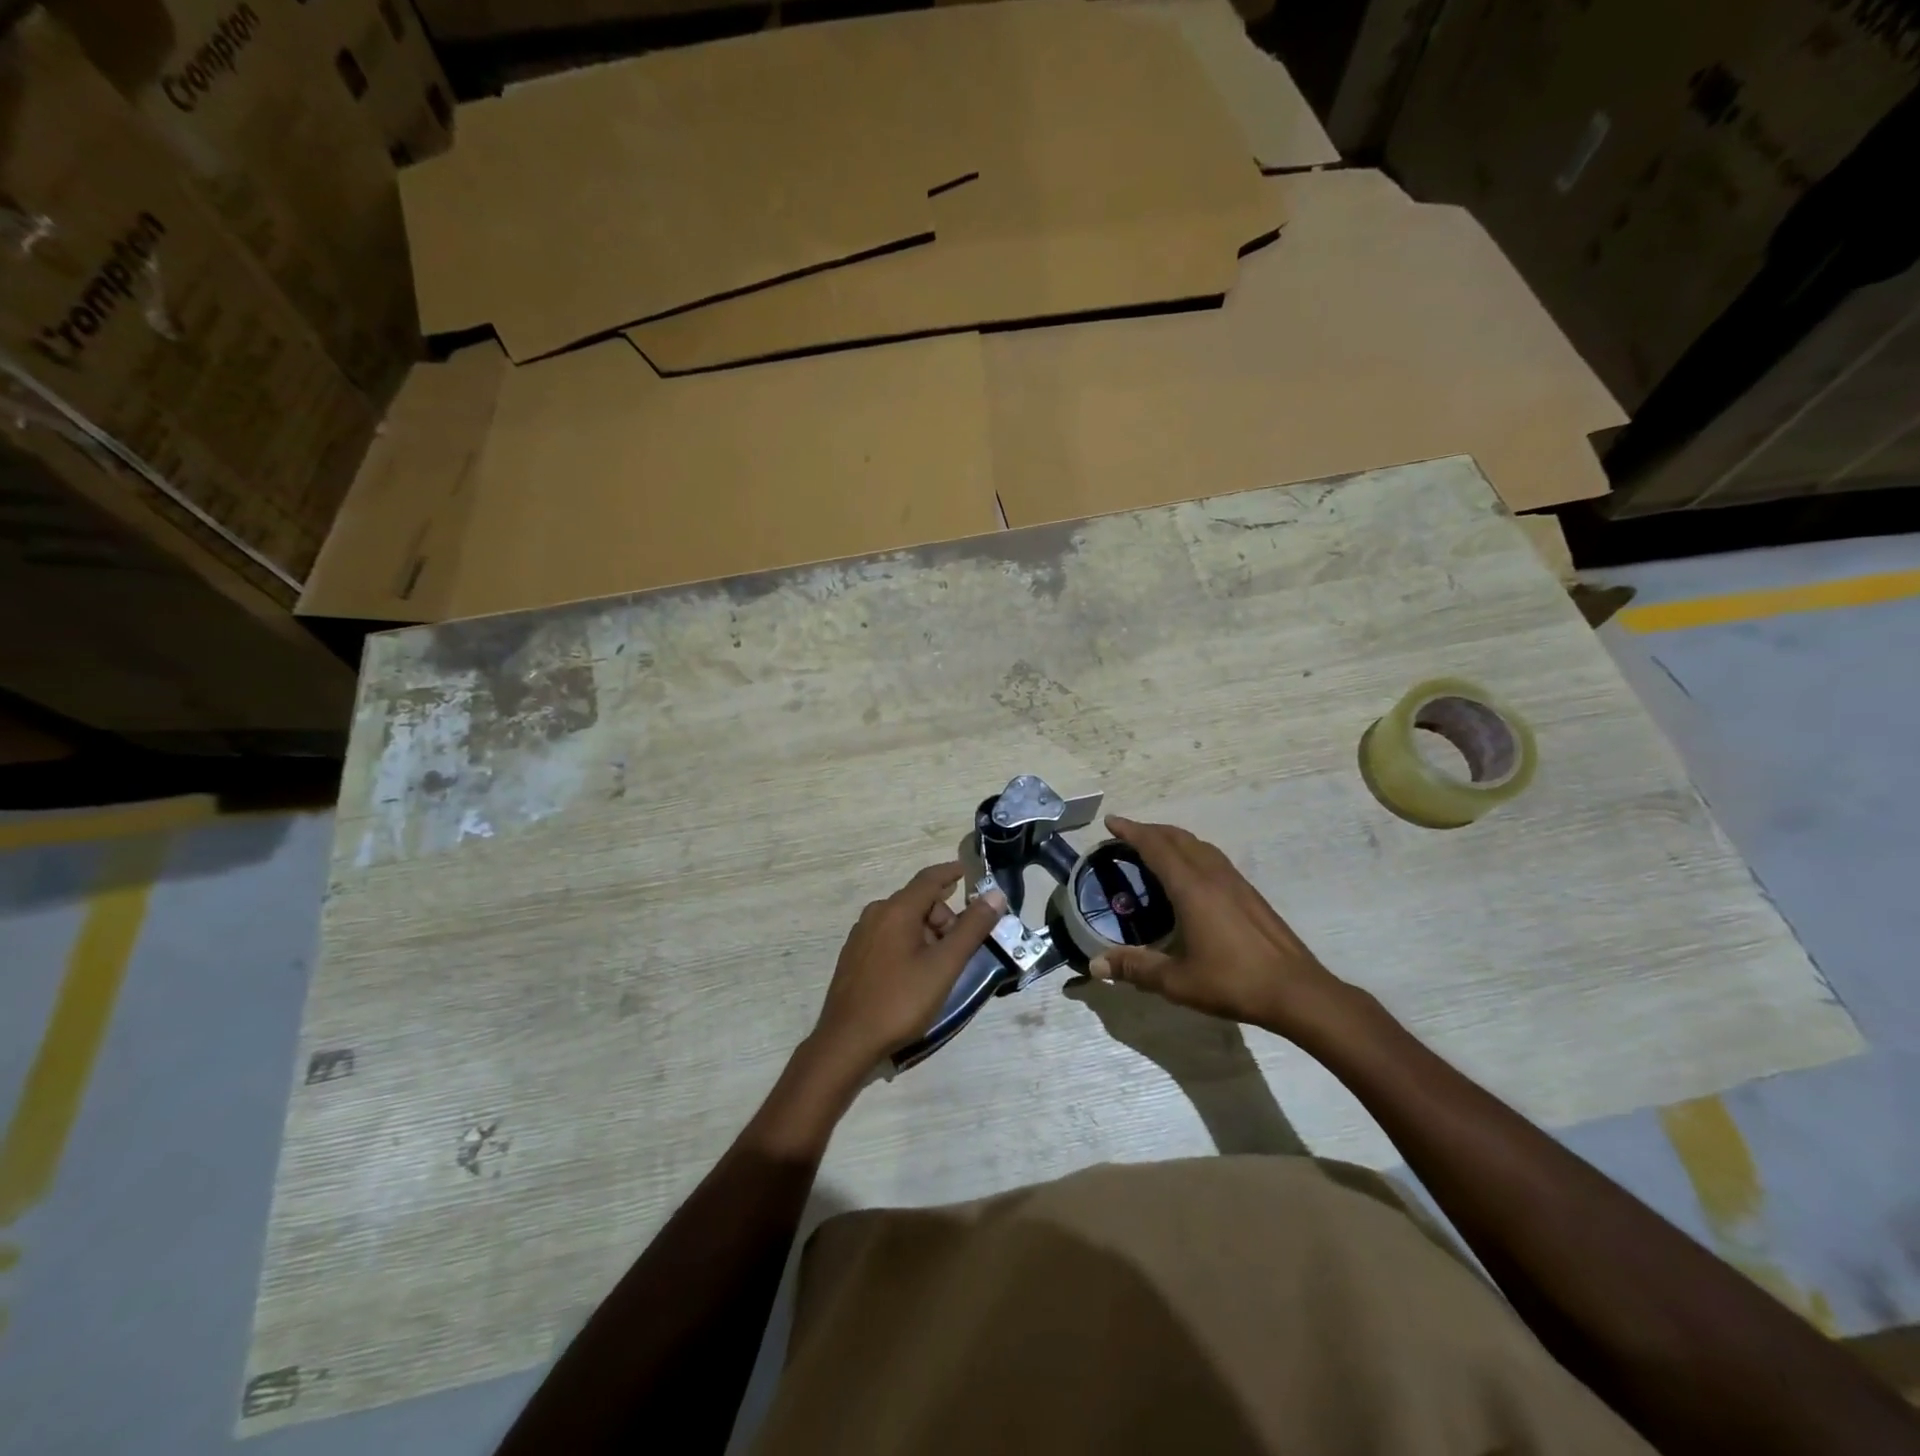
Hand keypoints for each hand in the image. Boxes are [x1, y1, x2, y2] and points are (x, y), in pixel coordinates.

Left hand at [808, 862, 1005, 1075]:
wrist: (846, 1042)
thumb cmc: (900, 1001)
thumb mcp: (944, 966)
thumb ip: (971, 929)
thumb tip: (995, 895)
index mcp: (896, 910)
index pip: (929, 879)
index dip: (951, 872)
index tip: (968, 872)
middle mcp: (875, 914)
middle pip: (918, 902)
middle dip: (944, 918)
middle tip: (959, 950)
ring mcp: (861, 935)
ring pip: (904, 921)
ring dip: (927, 933)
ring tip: (939, 968)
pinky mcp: (854, 956)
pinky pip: (889, 936)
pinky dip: (909, 944)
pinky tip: (914, 975)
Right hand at [1086, 817, 1354, 1042]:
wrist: (1296, 991)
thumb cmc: (1233, 982)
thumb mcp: (1177, 981)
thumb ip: (1135, 968)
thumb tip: (1096, 965)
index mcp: (1191, 888)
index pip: (1155, 846)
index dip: (1131, 830)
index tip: (1111, 821)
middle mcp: (1212, 875)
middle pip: (1177, 838)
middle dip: (1149, 830)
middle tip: (1125, 835)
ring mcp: (1235, 881)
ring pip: (1198, 844)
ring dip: (1172, 839)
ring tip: (1154, 849)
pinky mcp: (1249, 893)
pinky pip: (1212, 857)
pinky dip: (1190, 852)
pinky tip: (1189, 875)